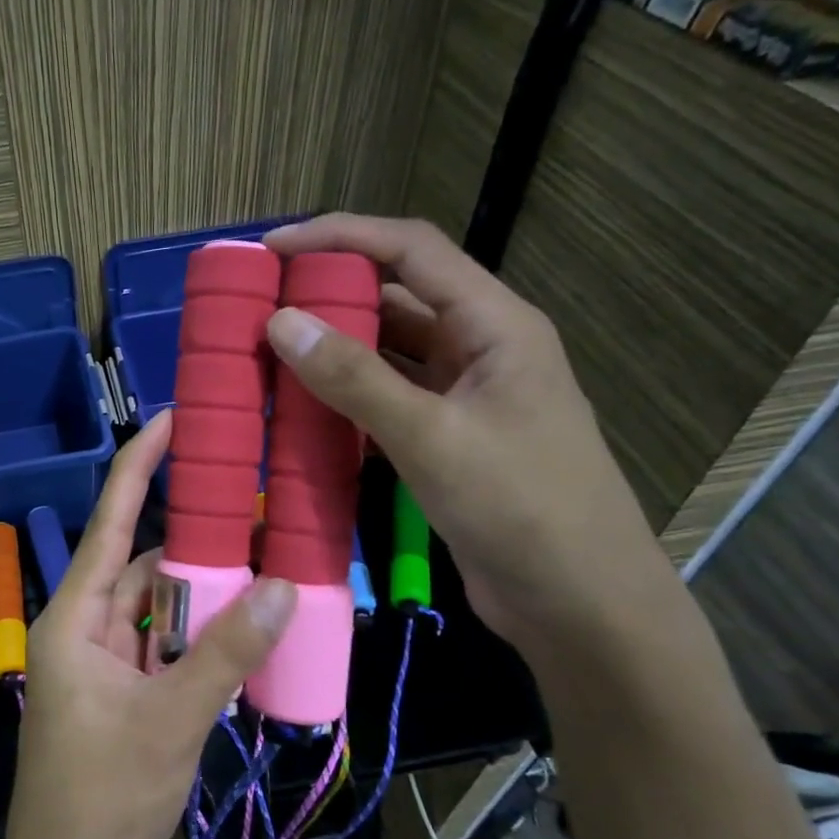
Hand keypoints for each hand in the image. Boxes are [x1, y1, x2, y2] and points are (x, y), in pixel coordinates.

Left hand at [0, 411, 295, 838]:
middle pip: (143, 570)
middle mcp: (85, 634)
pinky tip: (247, 635)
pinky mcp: (125, 704)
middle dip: (196, 548)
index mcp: (73, 621)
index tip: (174, 420)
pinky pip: (166, 653)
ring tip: (268, 570)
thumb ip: (226, 652)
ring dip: (206, 601)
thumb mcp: (171, 720)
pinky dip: (201, 643)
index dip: (139, 468)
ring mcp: (105, 671)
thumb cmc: (104, 801)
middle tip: (258, 514)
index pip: (107, 524)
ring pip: (160, 614)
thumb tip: (284, 585)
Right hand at [264, 215, 675, 651]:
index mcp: (494, 324)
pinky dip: (345, 397)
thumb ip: (355, 378)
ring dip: (333, 348)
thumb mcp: (432, 436)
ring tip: (268, 352)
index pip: (412, 250)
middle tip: (260, 305)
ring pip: (388, 352)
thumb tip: (280, 322)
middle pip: (397, 296)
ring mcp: (463, 396)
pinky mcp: (447, 438)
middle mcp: (478, 348)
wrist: (578, 602)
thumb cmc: (520, 507)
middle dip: (329, 293)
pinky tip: (301, 407)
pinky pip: (386, 399)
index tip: (272, 248)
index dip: (341, 236)